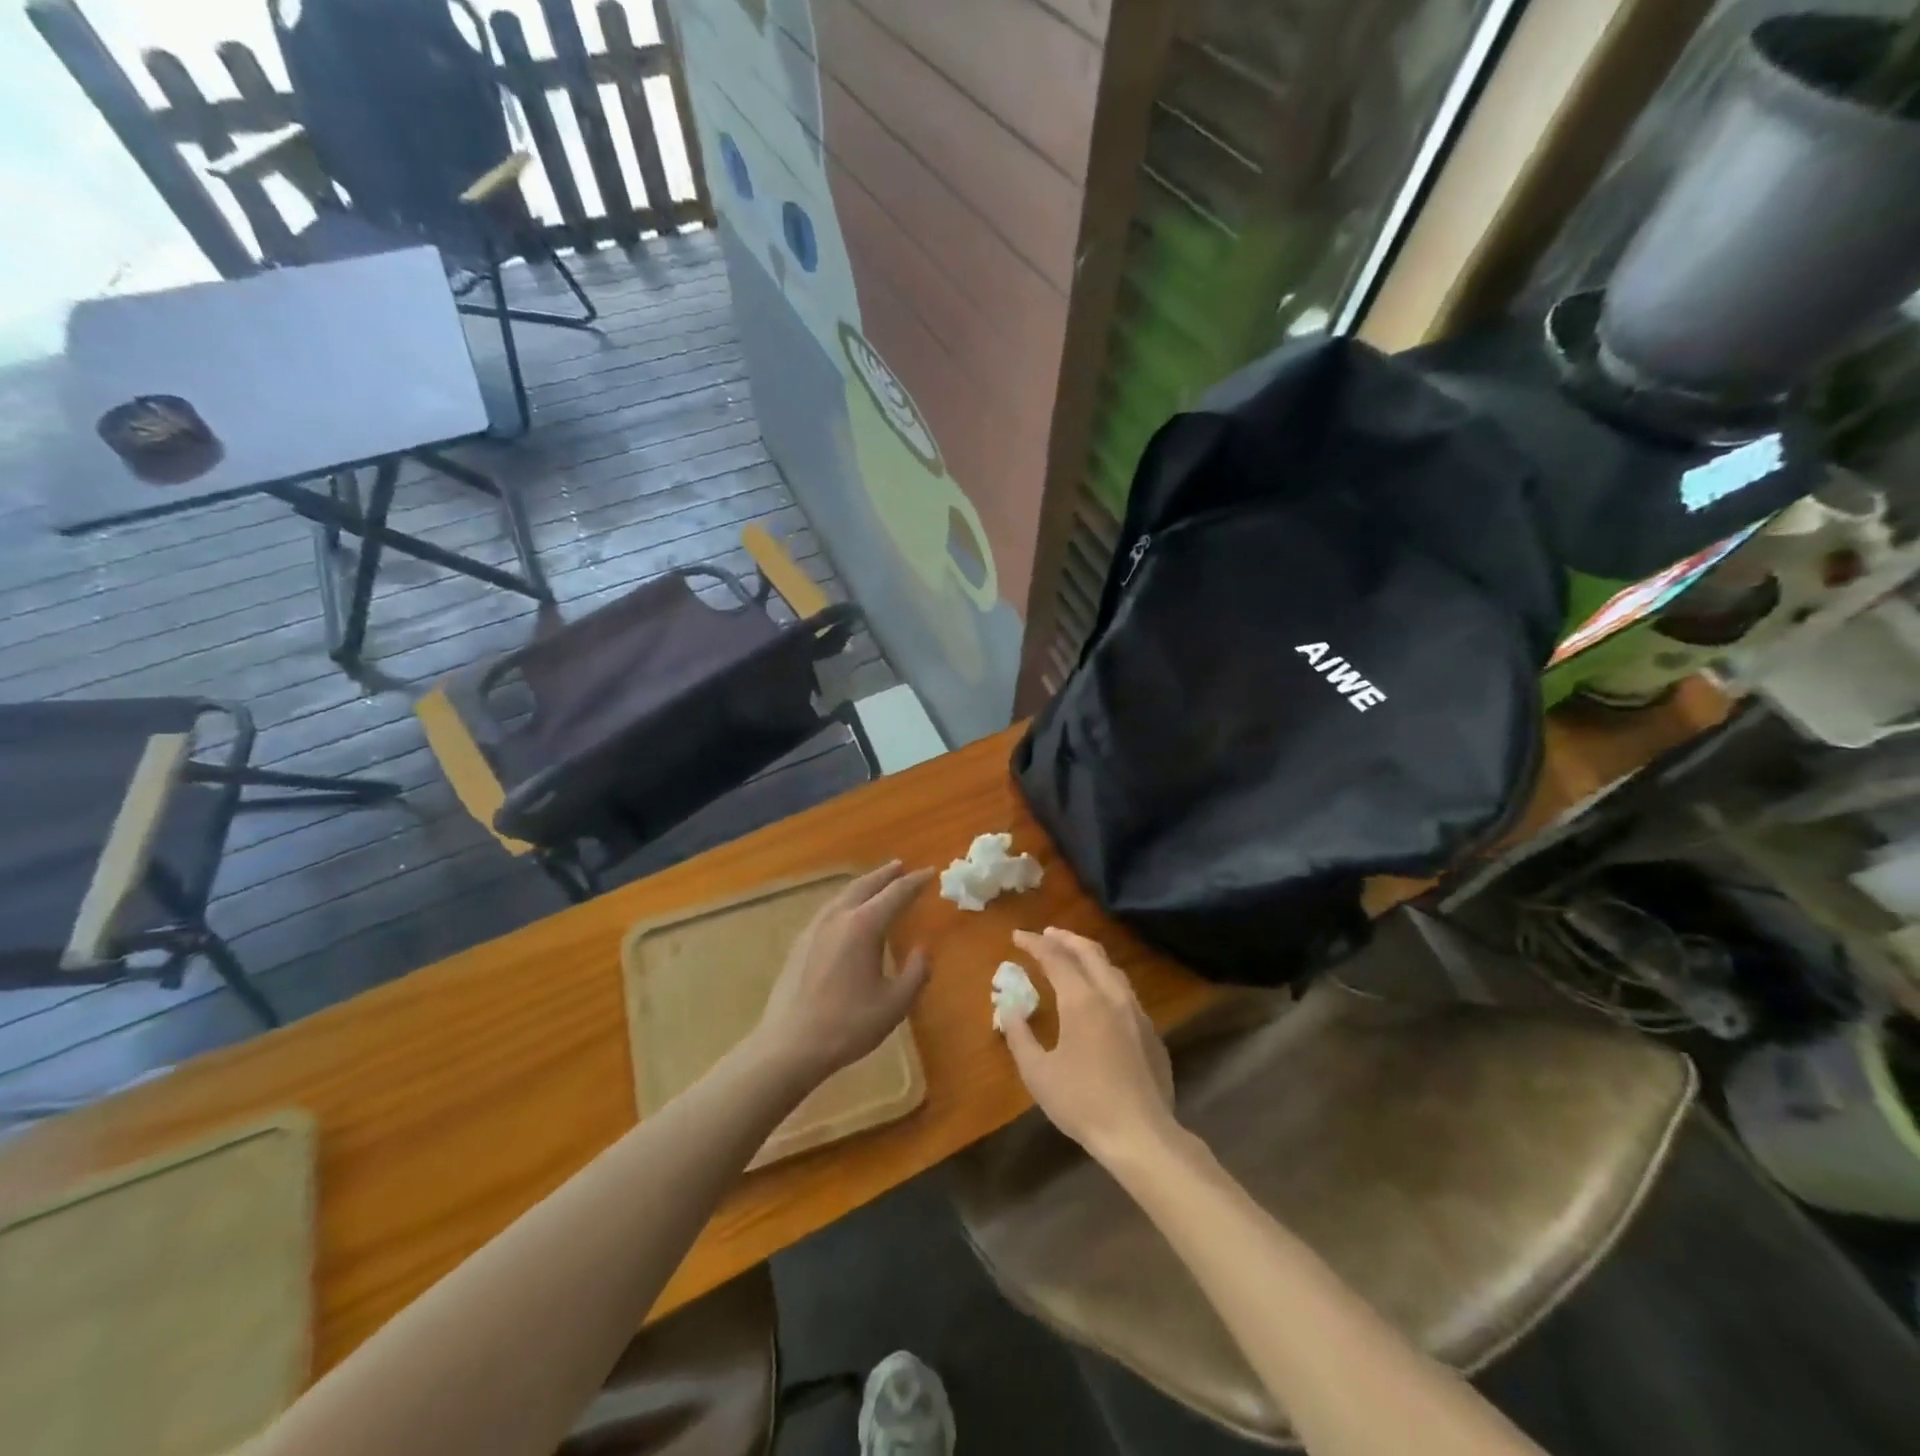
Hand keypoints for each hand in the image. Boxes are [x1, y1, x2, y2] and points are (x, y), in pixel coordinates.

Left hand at [752, 861, 932, 1085]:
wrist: (789, 1046)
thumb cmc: (848, 1025)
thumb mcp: (894, 1004)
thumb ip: (915, 973)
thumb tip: (922, 951)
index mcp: (864, 926)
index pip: (896, 893)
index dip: (915, 882)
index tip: (930, 872)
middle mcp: (838, 917)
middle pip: (865, 885)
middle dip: (886, 875)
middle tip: (902, 866)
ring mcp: (814, 928)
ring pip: (843, 895)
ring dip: (864, 885)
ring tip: (877, 883)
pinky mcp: (800, 943)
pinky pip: (829, 909)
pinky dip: (846, 900)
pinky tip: (847, 912)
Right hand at [1003, 928, 1177, 1162]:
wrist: (1141, 1135)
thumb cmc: (1082, 1103)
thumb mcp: (1038, 1073)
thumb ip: (1019, 1035)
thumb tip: (1009, 1007)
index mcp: (1082, 1000)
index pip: (1055, 957)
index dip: (1035, 943)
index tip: (1017, 936)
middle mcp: (1111, 995)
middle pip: (1089, 952)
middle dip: (1065, 938)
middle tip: (1046, 934)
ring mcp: (1136, 1012)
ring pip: (1111, 969)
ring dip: (1088, 955)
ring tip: (1071, 956)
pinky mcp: (1151, 1032)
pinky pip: (1125, 991)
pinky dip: (1105, 979)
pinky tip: (1098, 995)